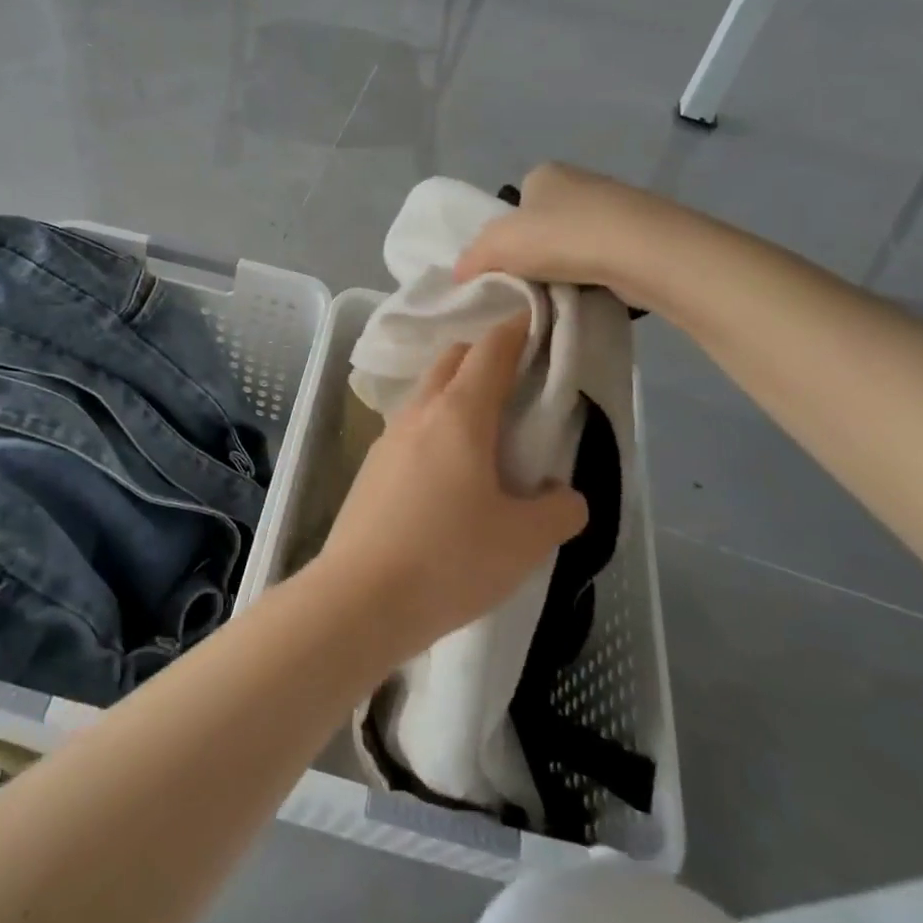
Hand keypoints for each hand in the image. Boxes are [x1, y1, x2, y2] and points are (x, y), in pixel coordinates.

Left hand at [314, 316, 587, 660]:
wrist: (359, 599)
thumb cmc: (449, 560)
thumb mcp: (524, 541)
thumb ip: (559, 510)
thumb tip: (563, 494)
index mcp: (460, 413)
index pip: (491, 349)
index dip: (517, 330)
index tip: (539, 323)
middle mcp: (419, 412)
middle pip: (453, 359)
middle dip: (485, 355)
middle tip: (518, 382)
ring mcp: (387, 437)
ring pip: (427, 392)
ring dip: (456, 392)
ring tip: (486, 431)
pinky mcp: (370, 467)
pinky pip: (410, 427)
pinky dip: (435, 426)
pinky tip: (448, 471)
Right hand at [453, 161, 681, 310]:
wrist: (642, 252)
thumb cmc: (561, 237)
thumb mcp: (497, 245)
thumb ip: (471, 257)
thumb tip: (460, 275)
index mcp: (544, 173)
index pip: (515, 205)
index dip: (506, 237)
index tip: (506, 267)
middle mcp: (580, 181)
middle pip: (545, 224)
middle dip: (537, 253)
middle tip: (529, 286)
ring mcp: (615, 206)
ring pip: (576, 243)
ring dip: (567, 267)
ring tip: (560, 295)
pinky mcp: (642, 234)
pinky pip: (605, 258)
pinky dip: (595, 276)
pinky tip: (590, 293)